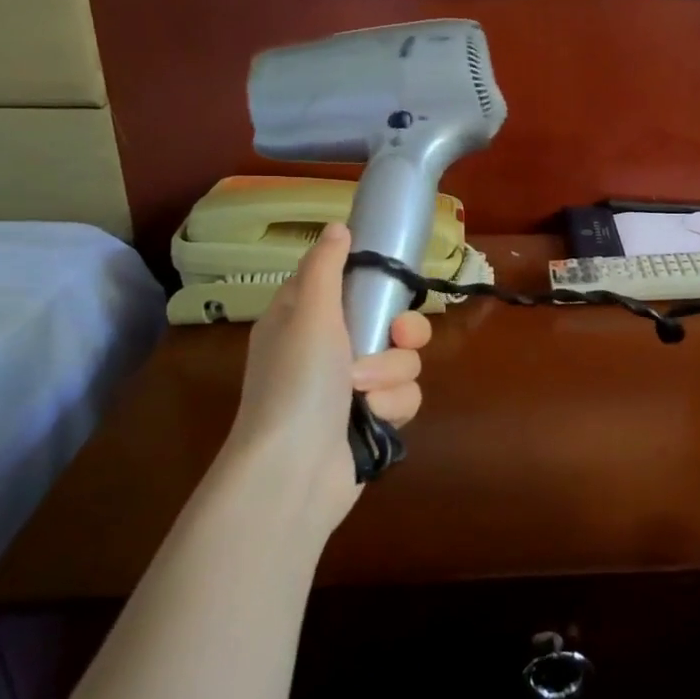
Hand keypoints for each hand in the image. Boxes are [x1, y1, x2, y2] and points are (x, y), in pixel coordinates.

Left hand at [223, 223, 431, 537]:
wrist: (294, 471)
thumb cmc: (296, 384)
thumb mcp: (308, 313)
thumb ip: (327, 268)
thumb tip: (338, 226)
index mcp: (305, 318)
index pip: (348, 283)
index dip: (374, 281)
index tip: (393, 281)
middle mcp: (329, 349)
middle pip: (390, 321)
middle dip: (400, 333)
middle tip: (396, 337)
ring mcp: (352, 387)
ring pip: (403, 361)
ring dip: (390, 375)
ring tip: (364, 395)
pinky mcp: (372, 419)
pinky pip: (405, 396)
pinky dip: (392, 407)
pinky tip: (372, 420)